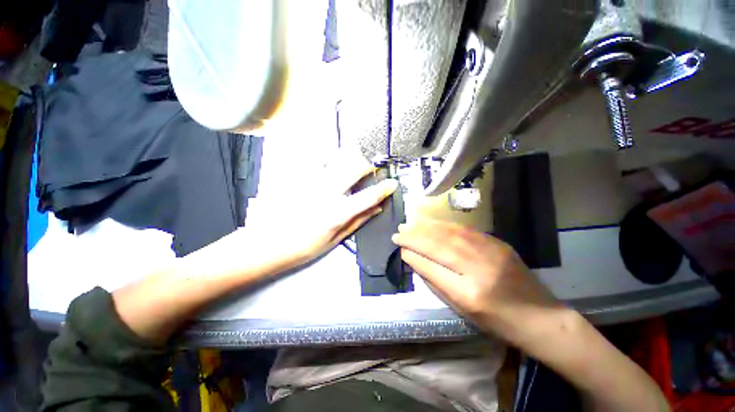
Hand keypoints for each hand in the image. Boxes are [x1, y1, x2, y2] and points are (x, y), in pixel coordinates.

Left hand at [246, 147, 397, 268]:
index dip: (384, 188)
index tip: (392, 183)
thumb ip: (358, 221)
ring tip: (350, 163)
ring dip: (348, 158)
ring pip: (335, 157)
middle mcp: (325, 193)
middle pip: (353, 168)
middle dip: (367, 165)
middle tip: (369, 169)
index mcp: (337, 213)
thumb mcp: (335, 239)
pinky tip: (328, 163)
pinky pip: (316, 158)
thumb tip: (377, 208)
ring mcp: (309, 181)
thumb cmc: (303, 247)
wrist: (265, 243)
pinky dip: (327, 157)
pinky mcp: (296, 176)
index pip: (368, 196)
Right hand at [392, 220, 561, 338]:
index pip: (431, 268)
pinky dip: (443, 225)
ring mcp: (490, 252)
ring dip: (425, 228)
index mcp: (469, 294)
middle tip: (398, 232)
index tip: (399, 248)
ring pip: (449, 234)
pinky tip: (431, 223)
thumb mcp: (462, 310)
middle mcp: (479, 269)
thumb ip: (436, 283)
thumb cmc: (497, 322)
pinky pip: (464, 230)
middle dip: (414, 238)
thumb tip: (415, 260)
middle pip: (438, 247)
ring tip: (409, 224)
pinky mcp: (497, 243)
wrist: (541, 317)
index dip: (413, 255)